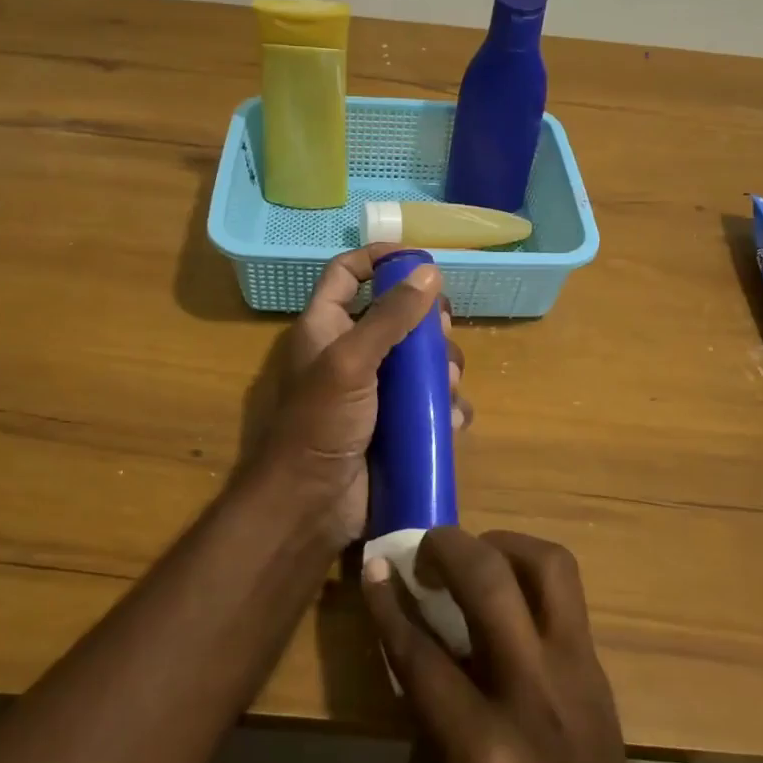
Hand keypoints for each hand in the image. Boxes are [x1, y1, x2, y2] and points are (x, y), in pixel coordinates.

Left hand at [263, 244, 466, 544]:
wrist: (312, 505)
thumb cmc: (321, 423)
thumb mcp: (351, 361)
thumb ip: (390, 317)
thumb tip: (429, 272)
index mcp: (326, 327)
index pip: (347, 274)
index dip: (378, 258)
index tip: (419, 257)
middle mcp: (351, 352)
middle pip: (397, 316)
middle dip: (427, 322)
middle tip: (443, 330)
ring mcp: (375, 390)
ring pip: (420, 361)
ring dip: (442, 368)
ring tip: (448, 385)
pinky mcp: (395, 424)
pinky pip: (429, 403)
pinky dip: (444, 407)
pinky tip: (450, 419)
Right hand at [363, 529, 703, 762]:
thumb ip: (424, 709)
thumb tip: (416, 636)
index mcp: (479, 750)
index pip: (420, 652)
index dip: (389, 601)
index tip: (374, 564)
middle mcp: (533, 698)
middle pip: (490, 583)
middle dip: (448, 547)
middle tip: (427, 549)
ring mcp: (578, 678)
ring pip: (549, 568)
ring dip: (504, 545)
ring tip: (477, 555)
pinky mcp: (602, 674)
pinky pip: (567, 598)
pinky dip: (531, 578)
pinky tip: (509, 596)